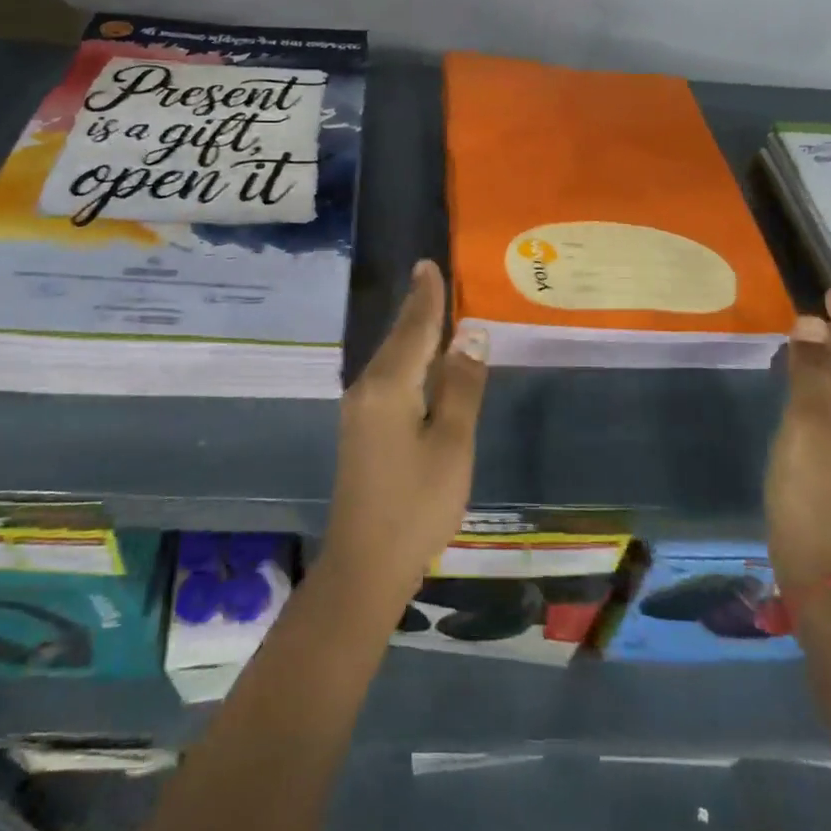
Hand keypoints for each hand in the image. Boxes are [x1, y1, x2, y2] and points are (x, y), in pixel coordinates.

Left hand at [321, 260, 487, 608]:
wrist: (365, 566)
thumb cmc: (417, 504)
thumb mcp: (451, 444)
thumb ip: (461, 386)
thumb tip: (471, 334)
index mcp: (388, 385)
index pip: (413, 328)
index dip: (426, 297)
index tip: (428, 264)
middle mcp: (366, 388)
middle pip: (398, 339)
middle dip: (418, 309)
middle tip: (435, 278)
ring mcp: (359, 410)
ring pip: (391, 359)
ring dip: (412, 334)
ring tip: (433, 309)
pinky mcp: (361, 430)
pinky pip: (387, 379)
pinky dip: (407, 360)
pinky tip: (420, 362)